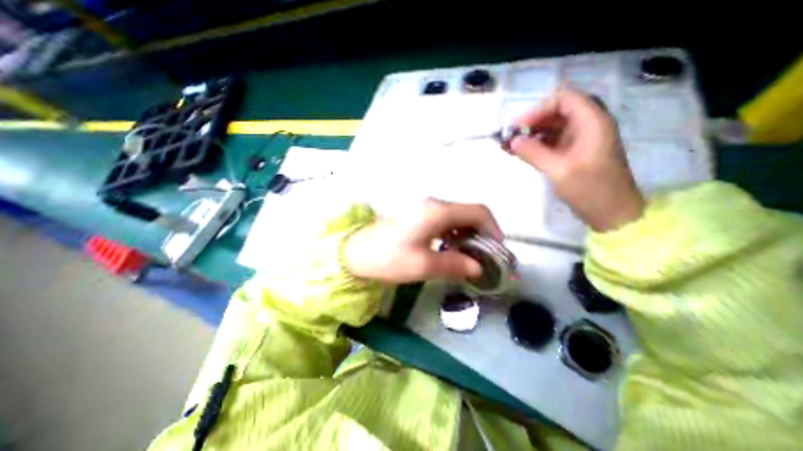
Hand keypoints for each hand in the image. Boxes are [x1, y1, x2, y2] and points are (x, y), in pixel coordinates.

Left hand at [344, 199, 498, 282]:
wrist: (356, 253)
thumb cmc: (388, 259)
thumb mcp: (423, 266)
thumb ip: (455, 264)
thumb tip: (478, 267)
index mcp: (437, 212)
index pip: (478, 212)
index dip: (493, 230)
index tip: (497, 251)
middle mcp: (434, 204)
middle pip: (469, 213)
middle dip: (482, 233)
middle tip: (485, 257)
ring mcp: (425, 208)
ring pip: (458, 217)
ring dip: (469, 234)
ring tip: (470, 256)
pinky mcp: (419, 215)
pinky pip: (446, 221)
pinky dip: (455, 233)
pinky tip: (452, 248)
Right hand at [511, 86, 647, 232]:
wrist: (611, 212)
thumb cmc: (589, 189)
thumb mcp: (558, 170)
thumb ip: (533, 153)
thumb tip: (512, 141)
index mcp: (591, 122)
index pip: (563, 99)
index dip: (538, 110)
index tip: (518, 128)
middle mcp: (588, 125)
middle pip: (556, 111)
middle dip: (532, 122)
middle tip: (511, 138)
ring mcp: (581, 139)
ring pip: (553, 127)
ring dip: (532, 134)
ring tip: (511, 147)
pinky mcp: (575, 152)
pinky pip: (553, 141)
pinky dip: (537, 144)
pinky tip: (521, 153)